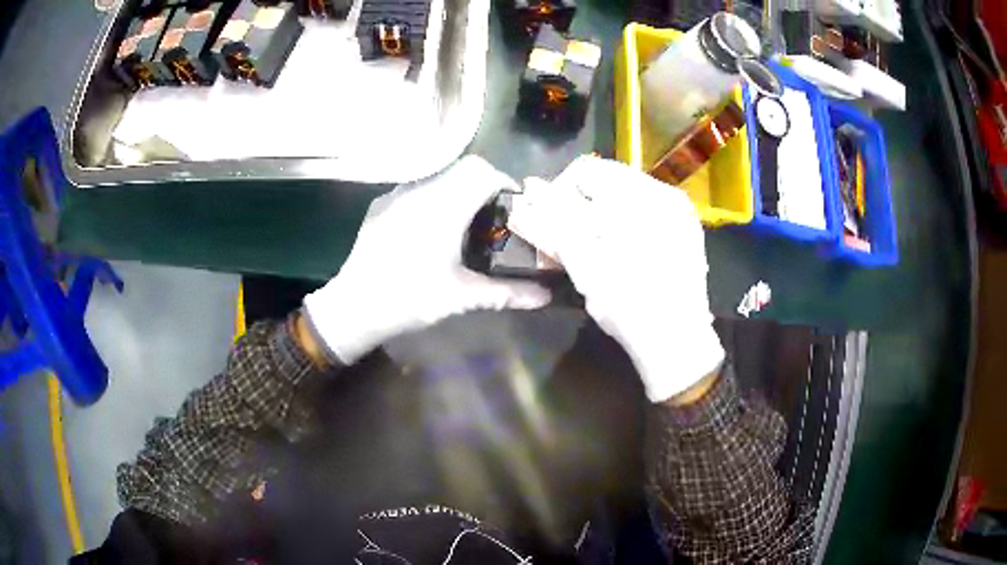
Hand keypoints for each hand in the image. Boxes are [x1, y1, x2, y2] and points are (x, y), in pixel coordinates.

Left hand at [304, 156, 551, 363]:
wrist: (354, 307)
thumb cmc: (410, 298)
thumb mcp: (462, 297)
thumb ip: (507, 292)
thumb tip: (546, 297)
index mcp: (443, 205)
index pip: (484, 171)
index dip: (505, 184)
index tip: (513, 209)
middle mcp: (420, 189)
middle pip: (464, 168)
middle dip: (485, 187)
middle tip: (492, 219)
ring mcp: (397, 194)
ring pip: (439, 176)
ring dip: (459, 192)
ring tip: (463, 226)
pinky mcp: (381, 205)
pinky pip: (416, 189)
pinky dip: (434, 199)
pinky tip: (430, 231)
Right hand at [510, 156, 723, 401]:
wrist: (677, 344)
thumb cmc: (628, 306)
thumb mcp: (583, 265)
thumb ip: (550, 225)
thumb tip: (525, 194)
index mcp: (645, 195)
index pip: (586, 171)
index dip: (558, 194)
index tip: (551, 225)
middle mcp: (667, 194)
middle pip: (607, 182)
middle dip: (580, 207)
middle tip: (569, 239)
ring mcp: (680, 213)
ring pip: (624, 197)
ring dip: (599, 216)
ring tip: (593, 248)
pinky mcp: (684, 232)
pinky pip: (643, 214)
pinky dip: (621, 226)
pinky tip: (618, 251)